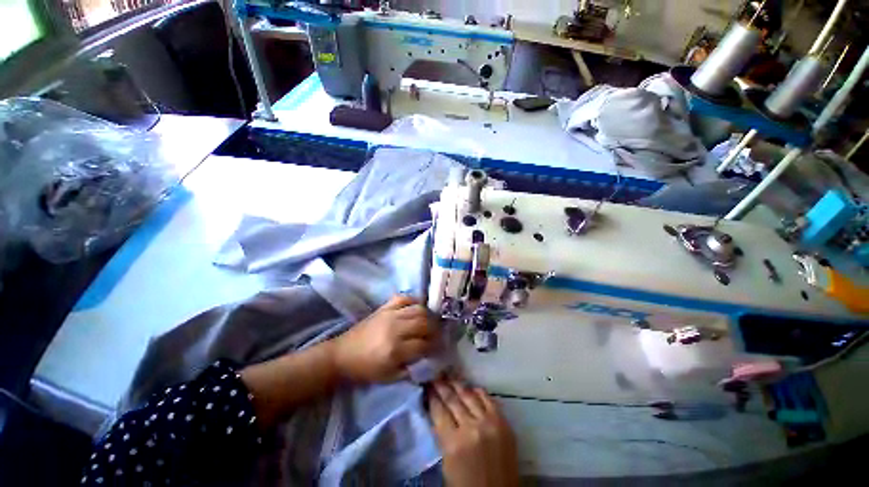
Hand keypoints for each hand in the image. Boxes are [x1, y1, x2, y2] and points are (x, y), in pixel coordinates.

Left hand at [333, 295, 435, 382]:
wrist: (343, 354)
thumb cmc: (366, 369)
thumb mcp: (390, 377)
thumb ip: (412, 368)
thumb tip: (429, 357)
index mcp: (395, 350)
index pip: (424, 344)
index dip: (435, 346)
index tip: (440, 348)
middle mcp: (395, 328)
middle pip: (425, 323)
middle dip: (435, 329)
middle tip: (438, 334)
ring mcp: (390, 314)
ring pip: (418, 309)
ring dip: (429, 315)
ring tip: (430, 322)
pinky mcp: (384, 307)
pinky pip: (404, 298)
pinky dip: (414, 300)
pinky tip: (418, 307)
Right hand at [429, 380, 518, 486]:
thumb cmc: (467, 486)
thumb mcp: (447, 463)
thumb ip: (442, 435)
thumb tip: (437, 410)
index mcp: (454, 443)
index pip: (439, 410)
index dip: (432, 396)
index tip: (427, 385)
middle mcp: (471, 428)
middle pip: (452, 399)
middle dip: (441, 386)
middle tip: (435, 377)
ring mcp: (489, 422)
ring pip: (469, 395)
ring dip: (457, 384)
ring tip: (449, 377)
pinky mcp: (503, 422)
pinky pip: (488, 399)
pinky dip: (477, 391)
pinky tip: (470, 387)